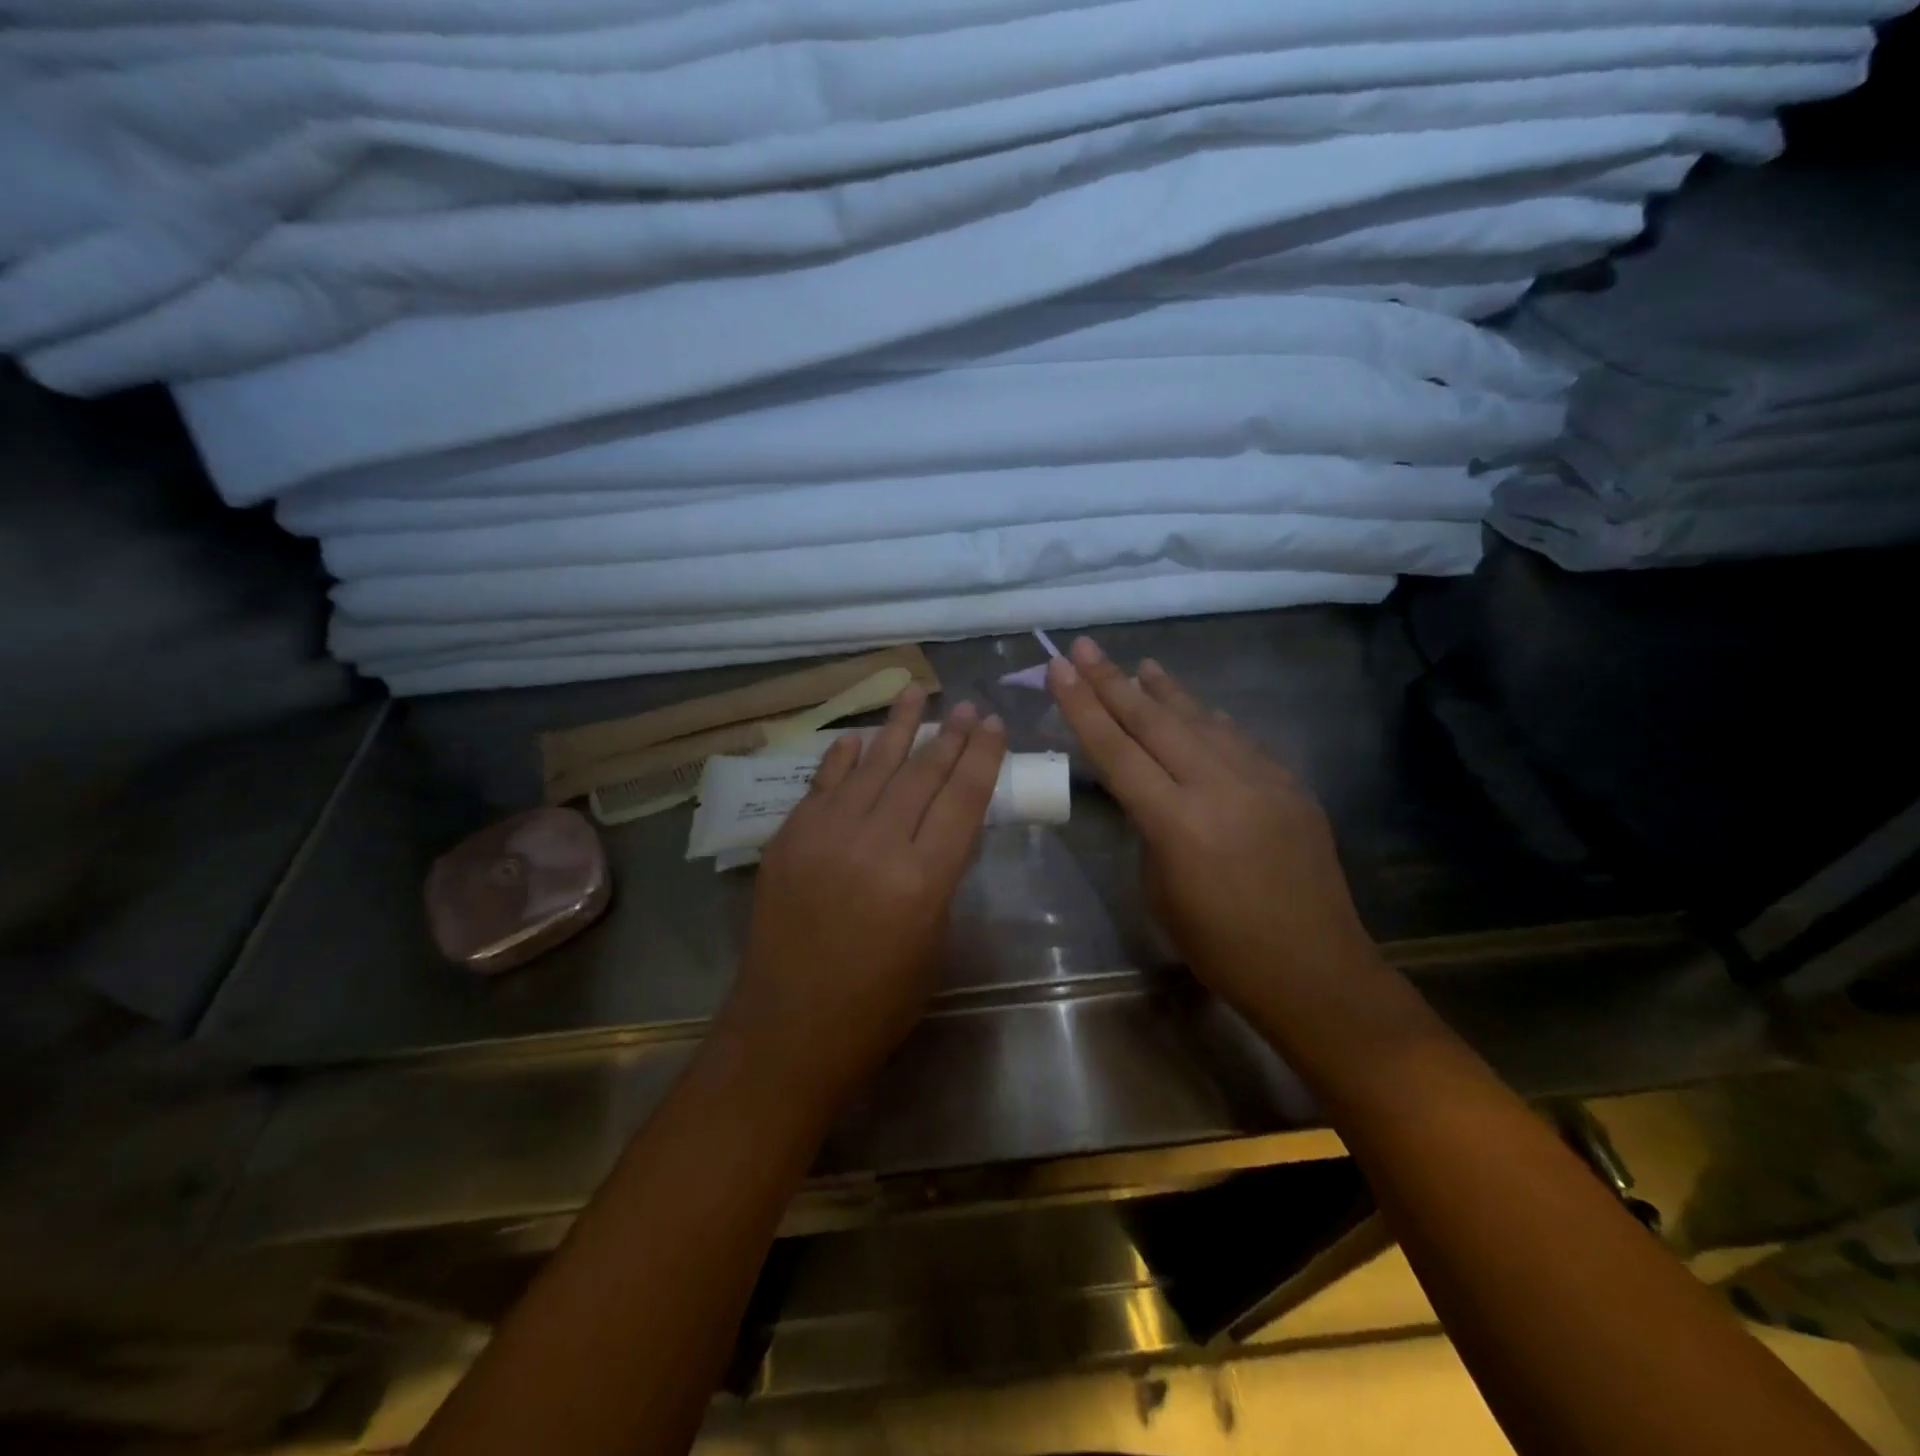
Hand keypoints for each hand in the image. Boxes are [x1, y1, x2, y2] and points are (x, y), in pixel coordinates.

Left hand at [718, 686, 1006, 1105]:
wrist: (789, 1030)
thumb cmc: (878, 1003)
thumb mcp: (933, 941)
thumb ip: (942, 877)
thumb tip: (948, 828)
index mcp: (921, 879)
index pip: (962, 798)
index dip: (982, 756)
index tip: (993, 724)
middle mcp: (874, 844)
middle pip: (921, 773)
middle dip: (949, 735)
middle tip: (967, 706)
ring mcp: (824, 835)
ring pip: (871, 765)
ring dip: (898, 726)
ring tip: (917, 691)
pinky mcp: (789, 838)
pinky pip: (822, 783)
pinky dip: (844, 757)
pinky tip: (859, 737)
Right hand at [1047, 637, 1374, 1019]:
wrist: (1316, 971)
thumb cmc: (1221, 948)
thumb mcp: (1161, 891)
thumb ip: (1152, 830)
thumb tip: (1153, 792)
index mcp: (1177, 824)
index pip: (1116, 751)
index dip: (1083, 707)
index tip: (1060, 669)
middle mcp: (1219, 788)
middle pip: (1154, 722)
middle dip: (1113, 681)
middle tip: (1085, 646)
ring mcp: (1262, 781)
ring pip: (1202, 720)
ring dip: (1166, 691)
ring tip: (1140, 664)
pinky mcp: (1291, 786)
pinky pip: (1240, 741)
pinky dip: (1210, 720)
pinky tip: (1197, 708)